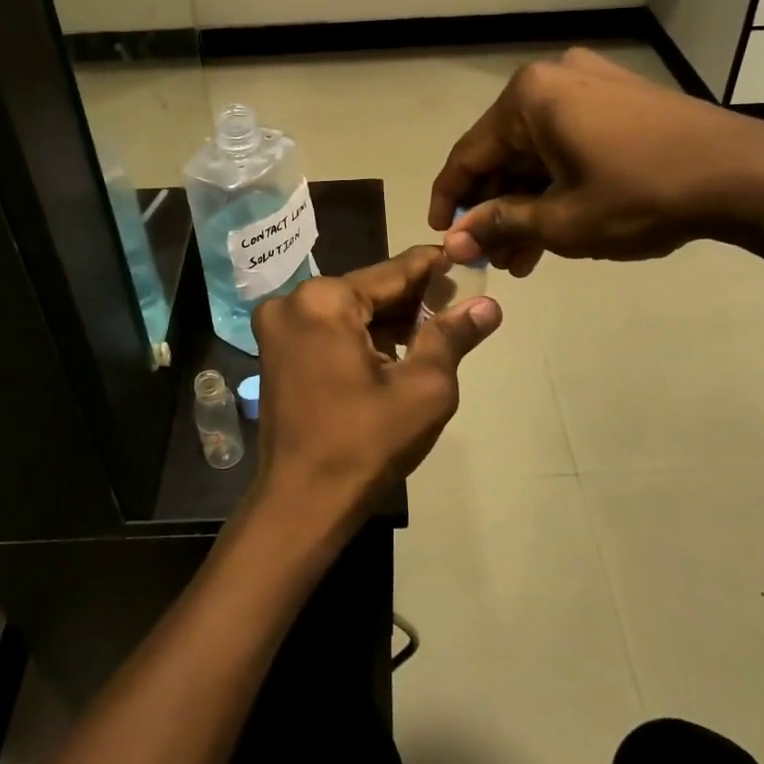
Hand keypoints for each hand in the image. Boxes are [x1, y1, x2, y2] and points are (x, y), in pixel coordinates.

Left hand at [251, 246, 501, 527]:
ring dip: (387, 320)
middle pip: (368, 290)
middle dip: (412, 299)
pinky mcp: (275, 351)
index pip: (392, 272)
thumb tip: (488, 305)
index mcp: (324, 300)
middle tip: (457, 305)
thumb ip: (452, 337)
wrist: (301, 505)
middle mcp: (293, 301)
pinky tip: (395, 352)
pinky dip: (361, 336)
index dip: (433, 268)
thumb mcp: (423, 389)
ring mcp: (278, 327)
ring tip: (435, 331)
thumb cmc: (365, 444)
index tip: (464, 259)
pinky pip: (328, 329)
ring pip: (348, 310)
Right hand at [428, 47, 763, 274]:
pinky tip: (556, 225)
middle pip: (505, 151)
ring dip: (527, 202)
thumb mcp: (563, 221)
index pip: (469, 153)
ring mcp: (591, 83)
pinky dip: (558, 182)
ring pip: (539, 150)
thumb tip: (453, 241)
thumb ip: (500, 225)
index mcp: (529, 96)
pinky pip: (570, 142)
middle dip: (496, 208)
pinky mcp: (620, 98)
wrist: (747, 175)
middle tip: (492, 257)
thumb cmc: (643, 195)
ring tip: (524, 257)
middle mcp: (555, 77)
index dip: (450, 199)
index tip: (440, 236)